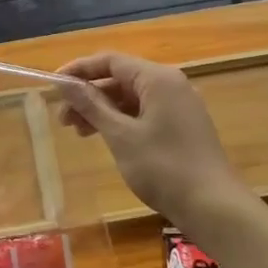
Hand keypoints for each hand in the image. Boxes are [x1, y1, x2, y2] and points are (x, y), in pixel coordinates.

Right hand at [57, 52, 248, 229]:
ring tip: (79, 132)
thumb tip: (64, 83)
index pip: (110, 61)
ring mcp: (179, 105)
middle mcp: (170, 84)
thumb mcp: (120, 136)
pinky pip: (145, 112)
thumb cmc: (163, 167)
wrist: (214, 207)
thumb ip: (91, 105)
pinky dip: (121, 121)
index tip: (53, 85)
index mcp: (157, 78)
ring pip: (131, 98)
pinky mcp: (182, 126)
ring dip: (103, 110)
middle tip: (63, 119)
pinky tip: (105, 138)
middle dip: (89, 95)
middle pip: (120, 78)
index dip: (79, 70)